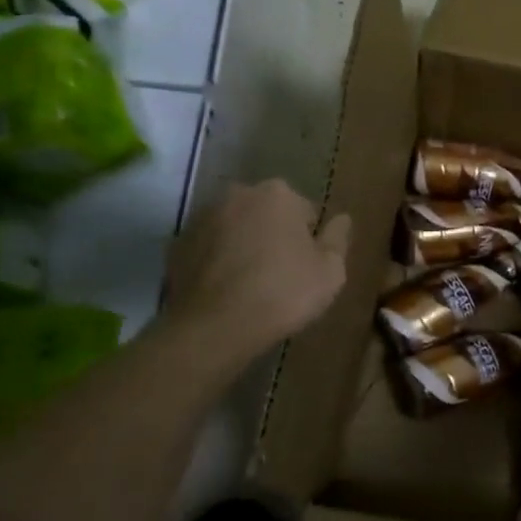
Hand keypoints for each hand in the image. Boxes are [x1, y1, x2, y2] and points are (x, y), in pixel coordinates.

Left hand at [162, 180, 350, 362]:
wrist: (215, 326)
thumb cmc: (283, 293)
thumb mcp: (330, 271)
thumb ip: (338, 238)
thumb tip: (342, 218)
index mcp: (278, 194)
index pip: (305, 212)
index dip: (310, 242)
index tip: (307, 268)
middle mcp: (238, 194)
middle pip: (267, 214)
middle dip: (274, 236)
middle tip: (281, 276)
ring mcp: (203, 217)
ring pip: (236, 228)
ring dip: (245, 246)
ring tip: (251, 285)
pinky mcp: (178, 243)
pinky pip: (210, 248)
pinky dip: (218, 261)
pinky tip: (225, 290)